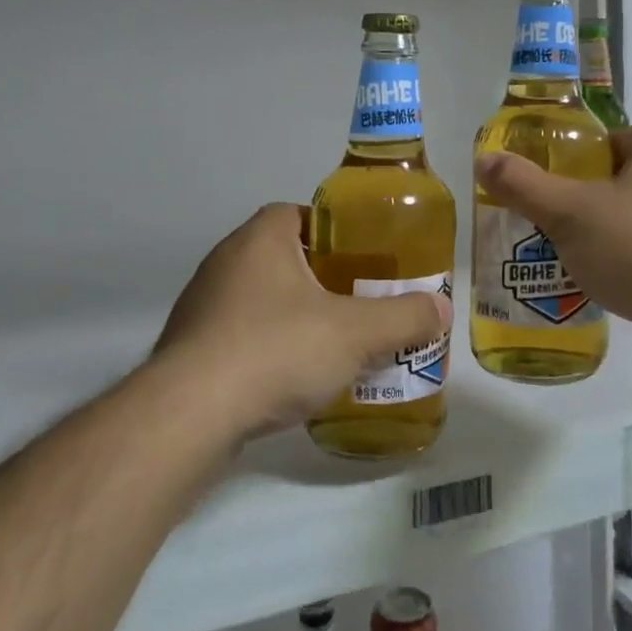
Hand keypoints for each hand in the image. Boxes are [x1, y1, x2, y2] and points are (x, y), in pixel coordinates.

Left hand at [152, 204, 452, 440]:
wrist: (189, 416)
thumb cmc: (275, 350)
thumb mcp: (355, 333)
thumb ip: (404, 318)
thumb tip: (442, 309)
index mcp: (261, 239)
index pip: (300, 214)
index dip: (334, 231)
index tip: (364, 259)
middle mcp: (226, 262)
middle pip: (283, 257)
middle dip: (322, 278)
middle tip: (358, 302)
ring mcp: (202, 306)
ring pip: (261, 298)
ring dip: (294, 315)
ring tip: (332, 343)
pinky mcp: (190, 348)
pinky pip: (239, 336)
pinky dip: (267, 348)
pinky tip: (291, 378)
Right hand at [475, 126, 631, 334]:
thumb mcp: (569, 213)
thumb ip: (524, 184)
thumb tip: (484, 159)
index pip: (607, 143)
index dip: (571, 165)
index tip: (547, 193)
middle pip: (624, 180)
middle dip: (589, 203)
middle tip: (554, 228)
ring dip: (614, 234)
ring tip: (578, 259)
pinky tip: (617, 284)